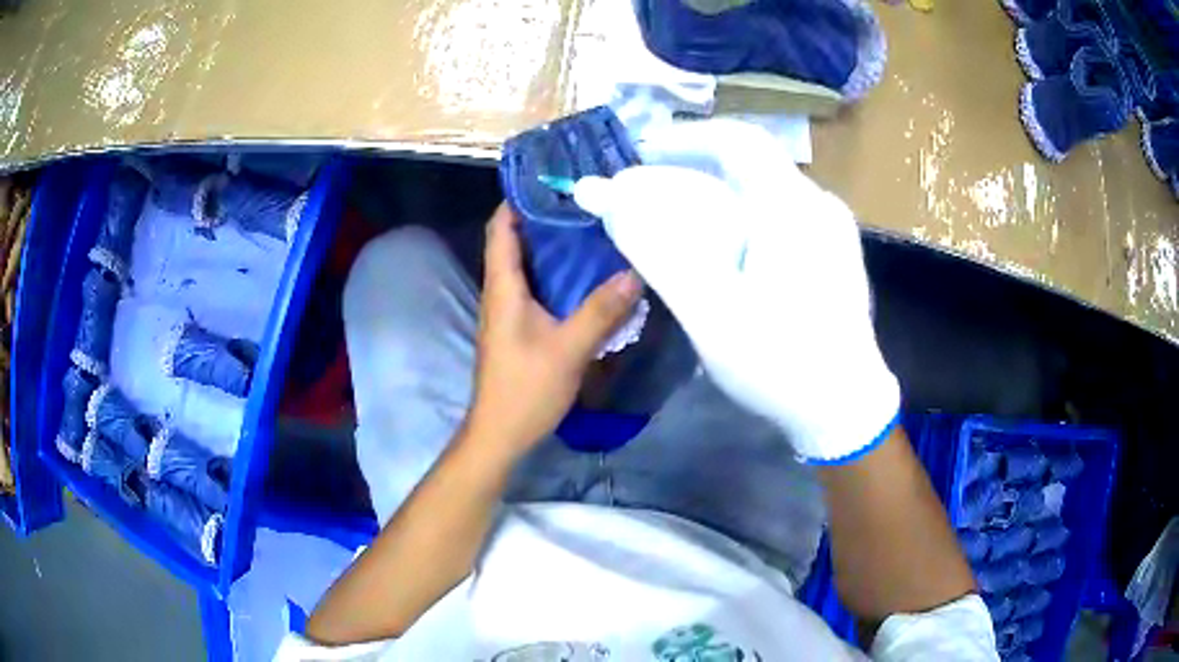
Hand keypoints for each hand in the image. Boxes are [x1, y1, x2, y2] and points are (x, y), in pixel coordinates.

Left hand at [462, 204, 641, 460]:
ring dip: (554, 248)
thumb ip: (601, 311)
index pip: (501, 228)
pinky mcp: (519, 329)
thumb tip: (634, 273)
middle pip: (517, 242)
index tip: (553, 181)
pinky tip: (587, 277)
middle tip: (586, 203)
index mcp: (503, 287)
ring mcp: (508, 312)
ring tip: (593, 230)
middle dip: (546, 219)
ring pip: (529, 266)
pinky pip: (537, 289)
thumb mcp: (568, 349)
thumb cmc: (525, 389)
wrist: (500, 434)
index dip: (519, 199)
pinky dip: (558, 276)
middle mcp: (501, 292)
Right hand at [574, 120, 899, 462]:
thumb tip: (605, 196)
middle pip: (747, 167)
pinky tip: (725, 257)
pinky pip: (779, 218)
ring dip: (716, 200)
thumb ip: (655, 248)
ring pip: (763, 194)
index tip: (643, 155)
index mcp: (793, 206)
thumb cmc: (779, 361)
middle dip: (693, 174)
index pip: (736, 140)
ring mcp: (832, 230)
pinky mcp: (833, 255)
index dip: (684, 139)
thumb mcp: (709, 308)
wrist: (844, 409)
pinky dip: (741, 222)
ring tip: (679, 230)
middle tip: (650, 199)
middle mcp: (818, 205)